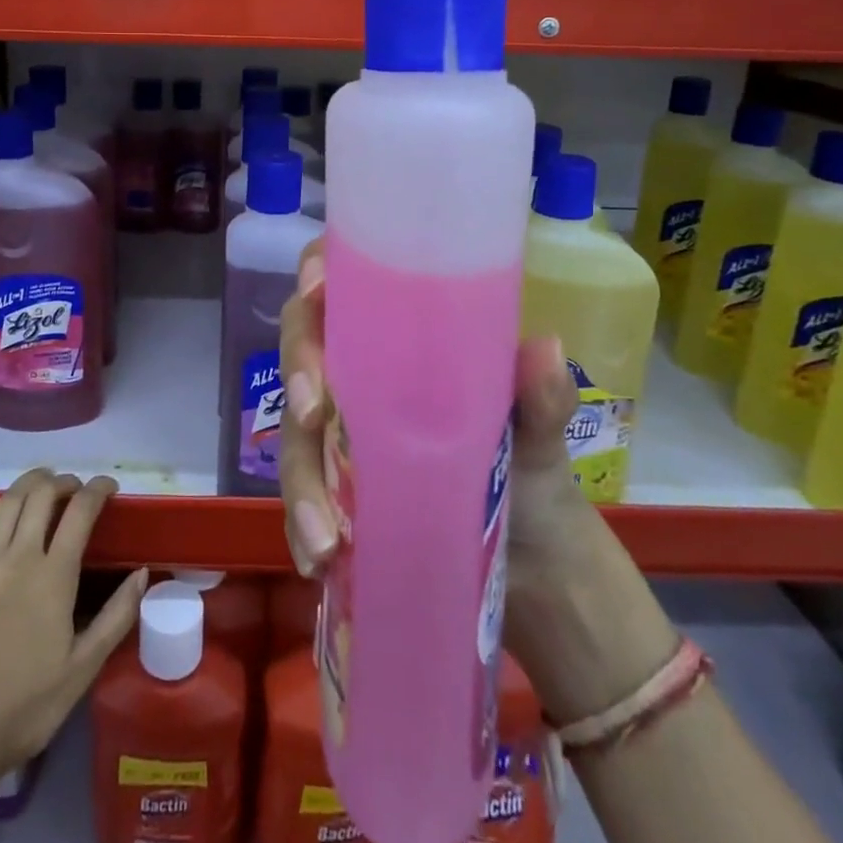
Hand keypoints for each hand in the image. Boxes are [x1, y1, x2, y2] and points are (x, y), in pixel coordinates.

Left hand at [0, 470, 146, 774]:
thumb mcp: (84, 667)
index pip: (80, 512)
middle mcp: (18, 559)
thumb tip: (142, 573)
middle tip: (77, 489)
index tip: (110, 487)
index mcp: (53, 576)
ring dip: (27, 483)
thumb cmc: (29, 706)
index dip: (98, 490)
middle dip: (63, 481)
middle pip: (41, 496)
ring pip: (5, 505)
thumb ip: (117, 616)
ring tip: (42, 481)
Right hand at [277, 238, 610, 714]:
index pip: (348, 282)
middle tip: (311, 411)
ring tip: (324, 536)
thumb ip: (541, 399)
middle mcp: (362, 374)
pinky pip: (301, 492)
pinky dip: (301, 524)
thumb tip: (547, 348)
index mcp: (405, 339)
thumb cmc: (534, 479)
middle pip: (305, 343)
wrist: (537, 572)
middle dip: (299, 369)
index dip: (319, 270)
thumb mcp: (539, 439)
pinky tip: (315, 559)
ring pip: (295, 428)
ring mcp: (342, 432)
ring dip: (299, 474)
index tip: (316, 290)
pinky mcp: (335, 486)